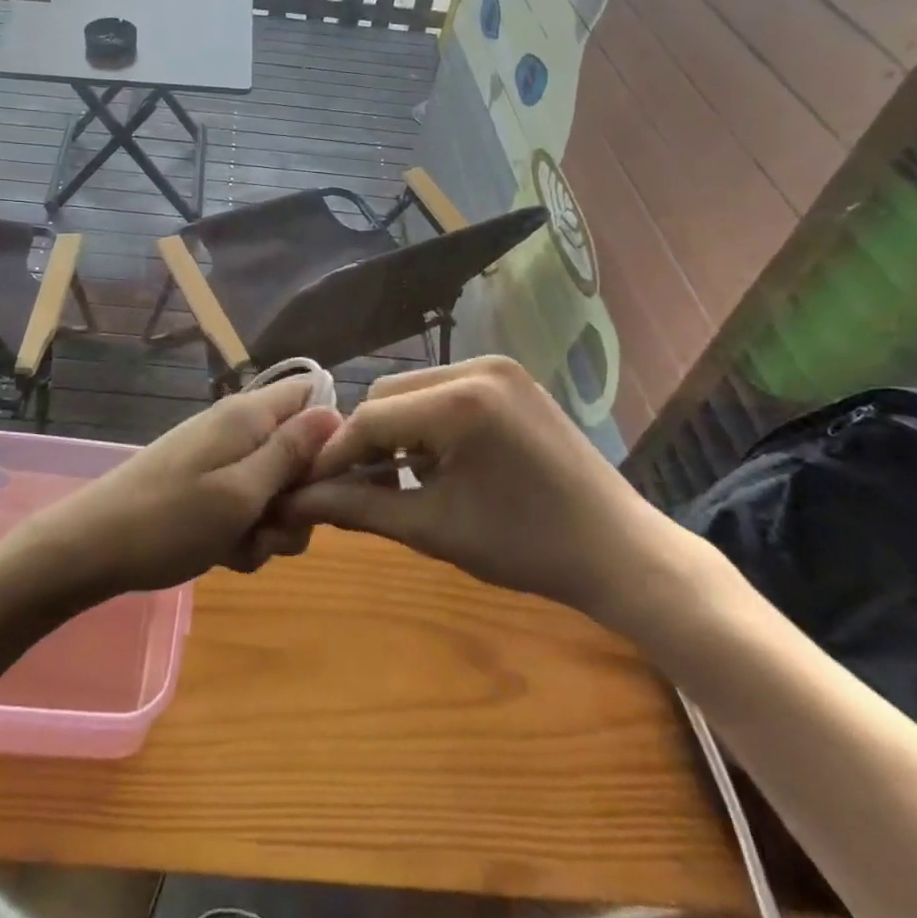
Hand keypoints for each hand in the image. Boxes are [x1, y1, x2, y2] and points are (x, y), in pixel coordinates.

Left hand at [7, 378, 342, 602]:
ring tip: (243, 546)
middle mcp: (239, 430)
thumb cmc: (171, 519)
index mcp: (249, 416)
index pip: (312, 394)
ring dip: (272, 525)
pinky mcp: (207, 489)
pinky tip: (225, 556)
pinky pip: (247, 507)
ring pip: (277, 488)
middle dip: (300, 497)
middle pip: (300, 451)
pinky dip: (245, 535)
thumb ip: (291, 452)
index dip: (331, 433)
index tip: (327, 479)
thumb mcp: (242, 491)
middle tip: (275, 525)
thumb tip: (335, 411)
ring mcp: (221, 461)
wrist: (92, 549)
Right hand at [279, 357, 694, 636]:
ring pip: (414, 390)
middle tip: (360, 486)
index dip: (337, 453)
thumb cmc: (525, 547)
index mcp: (460, 402)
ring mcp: (499, 367)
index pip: (371, 417)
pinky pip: (446, 390)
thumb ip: (360, 506)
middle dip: (367, 439)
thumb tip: (297, 501)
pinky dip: (428, 421)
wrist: (619, 551)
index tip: (313, 487)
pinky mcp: (512, 378)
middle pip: (389, 394)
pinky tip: (437, 460)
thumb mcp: (433, 528)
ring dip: (396, 429)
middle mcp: (477, 366)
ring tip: (400, 478)